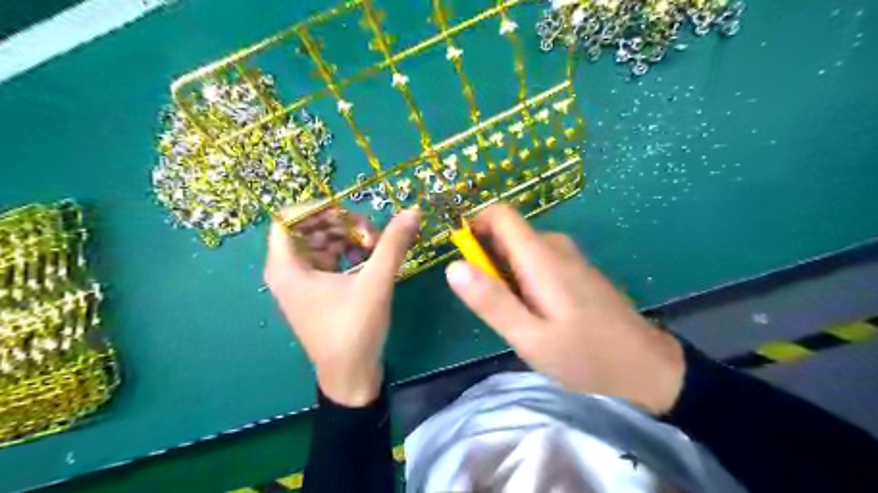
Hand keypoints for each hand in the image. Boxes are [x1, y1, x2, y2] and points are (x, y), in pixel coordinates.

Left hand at [264, 205, 421, 405]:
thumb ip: (392, 244)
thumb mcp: (375, 284)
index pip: (289, 217)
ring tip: (377, 247)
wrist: (351, 377)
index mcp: (287, 267)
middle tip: (372, 233)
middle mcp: (288, 271)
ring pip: (323, 242)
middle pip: (310, 228)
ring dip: (350, 238)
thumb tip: (413, 211)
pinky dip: (350, 253)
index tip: (352, 214)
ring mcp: (303, 282)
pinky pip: (331, 259)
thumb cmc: (354, 331)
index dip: (319, 208)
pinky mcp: (318, 291)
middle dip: (342, 224)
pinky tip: (372, 259)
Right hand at [446, 201, 685, 411]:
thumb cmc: (585, 356)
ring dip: (505, 273)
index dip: (474, 226)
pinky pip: (539, 261)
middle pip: (508, 233)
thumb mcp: (529, 337)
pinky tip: (537, 313)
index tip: (462, 258)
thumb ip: (491, 301)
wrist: (647, 367)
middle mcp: (556, 246)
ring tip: (515, 315)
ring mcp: (570, 257)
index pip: (500, 214)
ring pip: (522, 249)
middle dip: (488, 259)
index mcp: (541, 256)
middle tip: (492, 304)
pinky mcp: (577, 270)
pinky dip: (524, 278)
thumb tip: (453, 266)